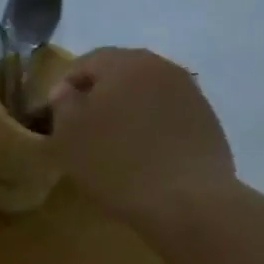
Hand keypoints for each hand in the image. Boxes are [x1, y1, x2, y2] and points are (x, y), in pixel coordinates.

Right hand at [48, 48, 235, 222]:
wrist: (187, 201)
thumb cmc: (117, 164)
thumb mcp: (70, 135)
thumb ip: (63, 104)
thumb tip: (67, 90)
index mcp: (125, 62)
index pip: (86, 62)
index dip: (65, 88)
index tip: (55, 118)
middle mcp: (162, 67)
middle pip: (120, 75)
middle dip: (100, 98)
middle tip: (84, 131)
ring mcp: (190, 93)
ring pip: (146, 95)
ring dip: (128, 113)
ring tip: (116, 146)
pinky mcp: (208, 121)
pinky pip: (168, 117)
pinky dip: (153, 130)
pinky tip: (146, 157)